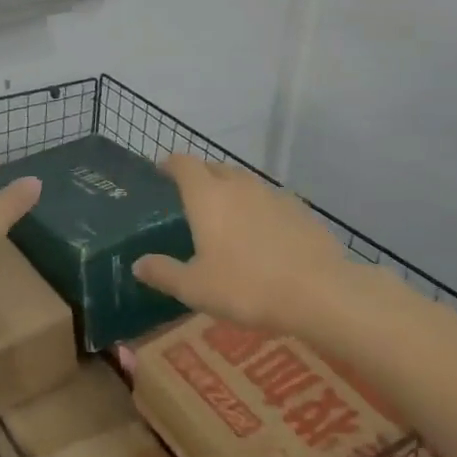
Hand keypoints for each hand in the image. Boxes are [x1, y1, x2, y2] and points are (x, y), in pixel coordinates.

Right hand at [132, 155, 354, 330]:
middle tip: (192, 196)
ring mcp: (273, 195)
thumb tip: (137, 264)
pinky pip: (270, 200)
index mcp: (207, 197)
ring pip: (244, 182)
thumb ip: (164, 272)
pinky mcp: (300, 210)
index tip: (162, 169)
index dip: (171, 164)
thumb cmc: (246, 287)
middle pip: (215, 167)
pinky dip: (259, 208)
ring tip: (227, 214)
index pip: (184, 164)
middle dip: (201, 175)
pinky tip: (263, 233)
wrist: (319, 292)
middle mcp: (238, 186)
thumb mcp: (195, 288)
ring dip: (231, 190)